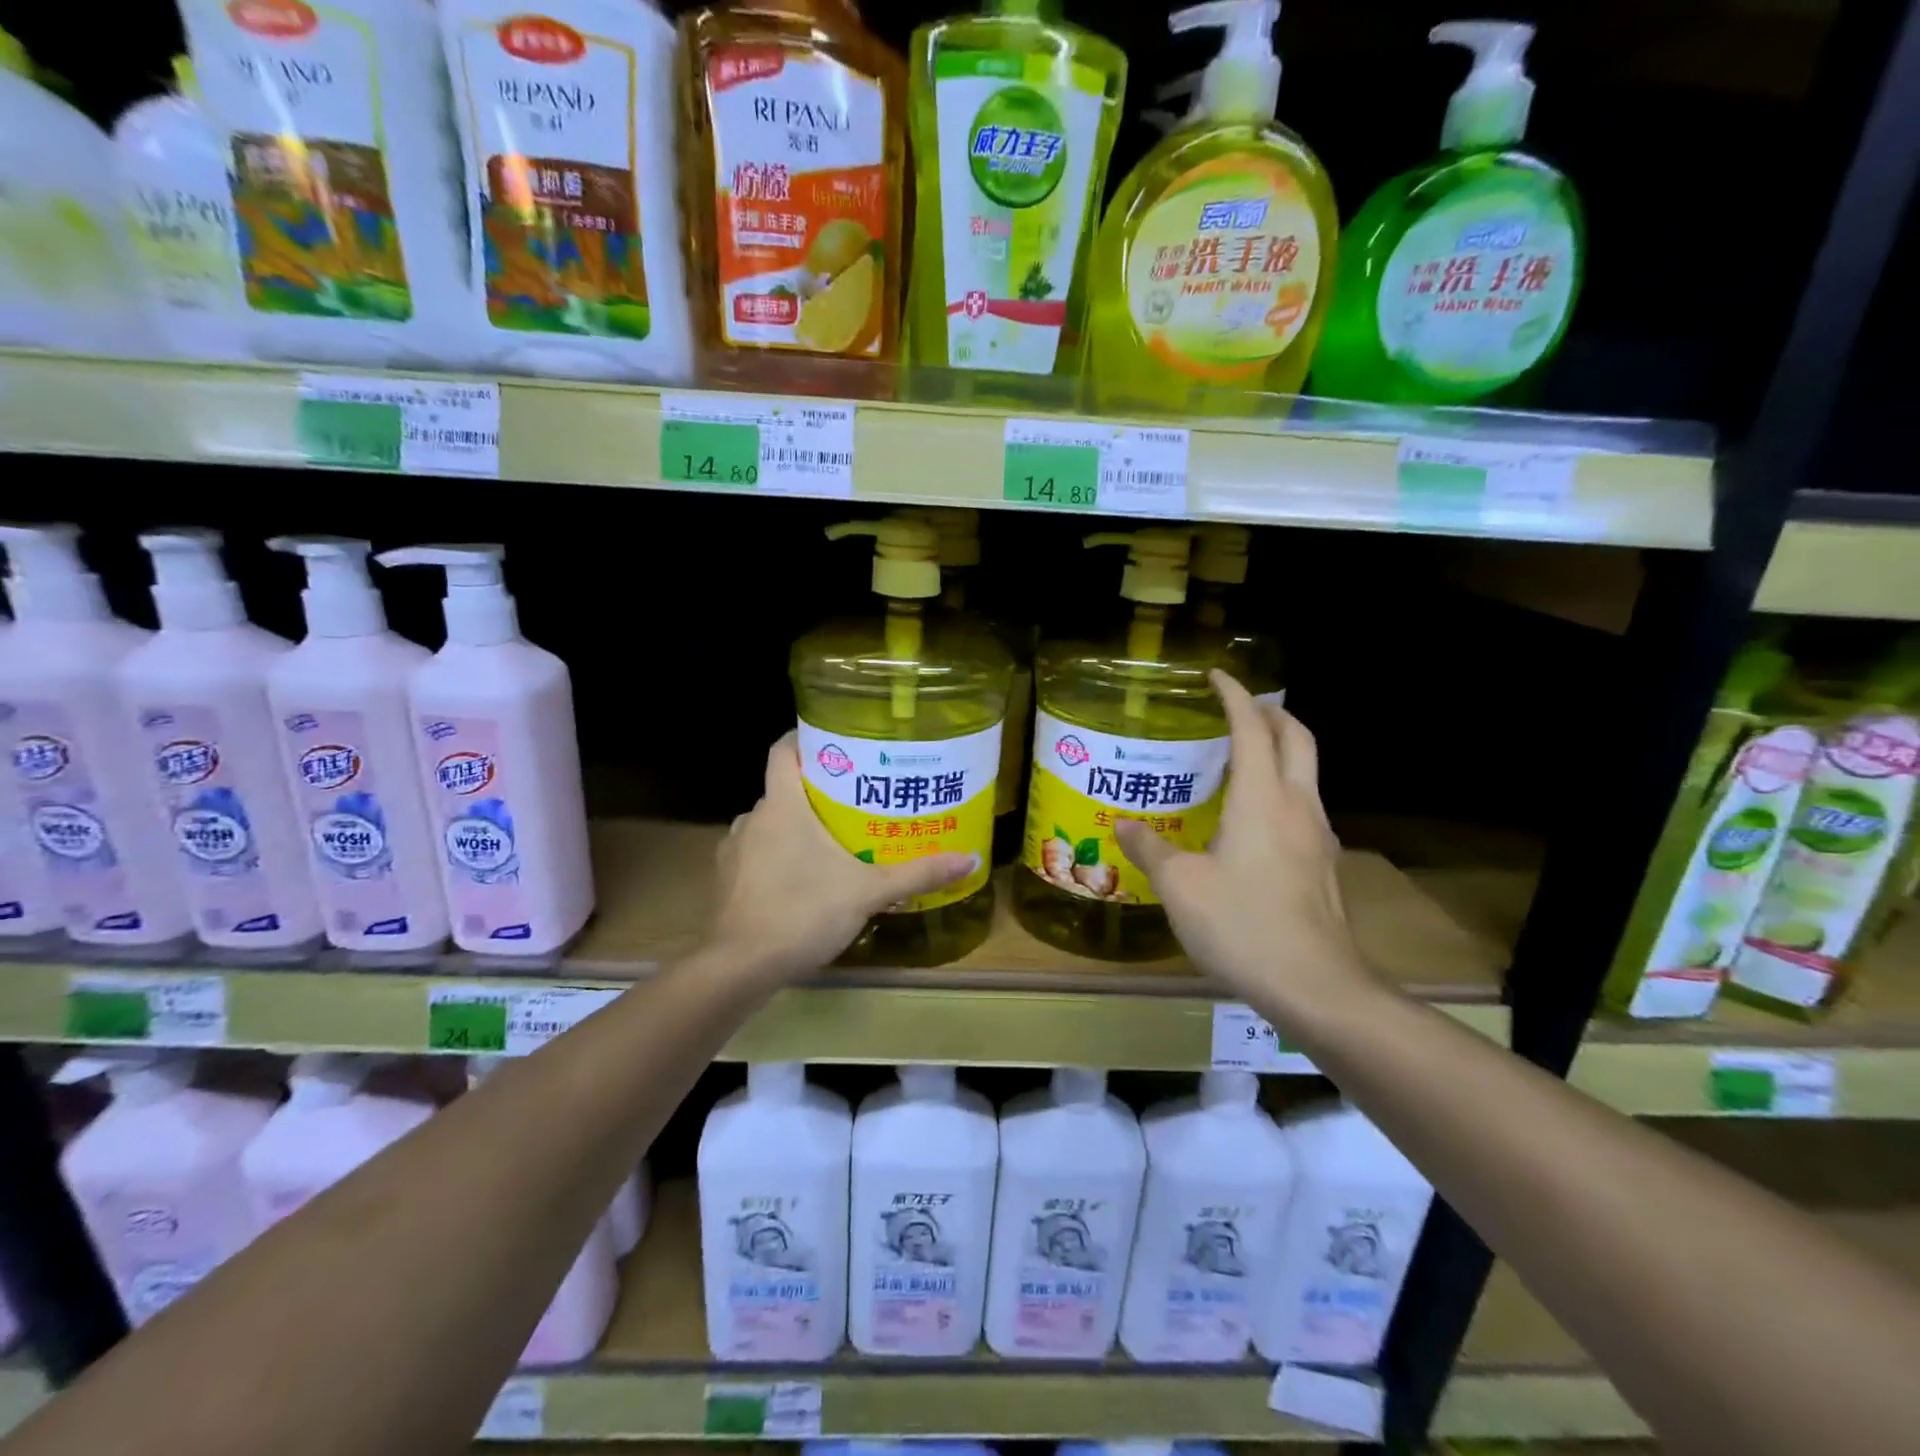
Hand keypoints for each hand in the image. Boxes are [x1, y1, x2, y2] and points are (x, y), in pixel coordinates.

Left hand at [708, 732, 975, 982]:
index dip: (805, 739)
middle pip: (784, 789)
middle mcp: (753, 818)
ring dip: (796, 826)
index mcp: (782, 805)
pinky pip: (757, 853)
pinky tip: (804, 878)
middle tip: (856, 798)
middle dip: (817, 790)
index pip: (783, 750)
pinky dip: (778, 855)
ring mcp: (734, 850)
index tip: (838, 743)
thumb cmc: (803, 912)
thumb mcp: (869, 892)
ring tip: (834, 839)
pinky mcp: (727, 881)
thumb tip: (970, 858)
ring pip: (770, 823)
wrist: (740, 968)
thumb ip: (918, 873)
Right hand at [1115, 671, 1379, 1015]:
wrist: (1315, 986)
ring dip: (1281, 750)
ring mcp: (1319, 835)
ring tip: (1244, 758)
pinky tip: (1255, 818)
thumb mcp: (1180, 886)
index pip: (1253, 728)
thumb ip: (1149, 848)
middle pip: (1298, 738)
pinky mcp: (1324, 864)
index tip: (1216, 676)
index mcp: (1262, 799)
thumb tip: (1122, 825)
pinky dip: (1283, 787)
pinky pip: (1305, 805)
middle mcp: (1298, 805)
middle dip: (1272, 713)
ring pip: (1307, 772)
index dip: (1235, 696)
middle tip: (1240, 708)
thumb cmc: (1241, 924)